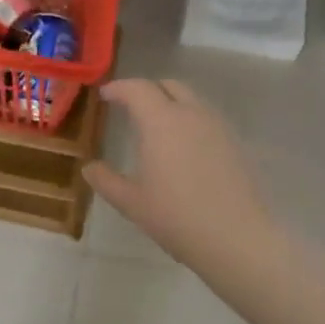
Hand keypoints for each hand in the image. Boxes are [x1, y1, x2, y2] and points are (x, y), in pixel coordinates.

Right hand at [84, 79, 277, 271]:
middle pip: (168, 86)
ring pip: (192, 100)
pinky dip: (190, 120)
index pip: (137, 89)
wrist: (235, 237)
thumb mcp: (131, 202)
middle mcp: (191, 114)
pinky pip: (207, 118)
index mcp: (161, 122)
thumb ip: (106, 180)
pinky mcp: (235, 143)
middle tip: (130, 106)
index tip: (105, 95)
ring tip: (157, 126)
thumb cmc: (175, 217)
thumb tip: (90, 168)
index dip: (119, 88)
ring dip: (171, 103)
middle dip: (147, 90)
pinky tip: (184, 147)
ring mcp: (218, 127)